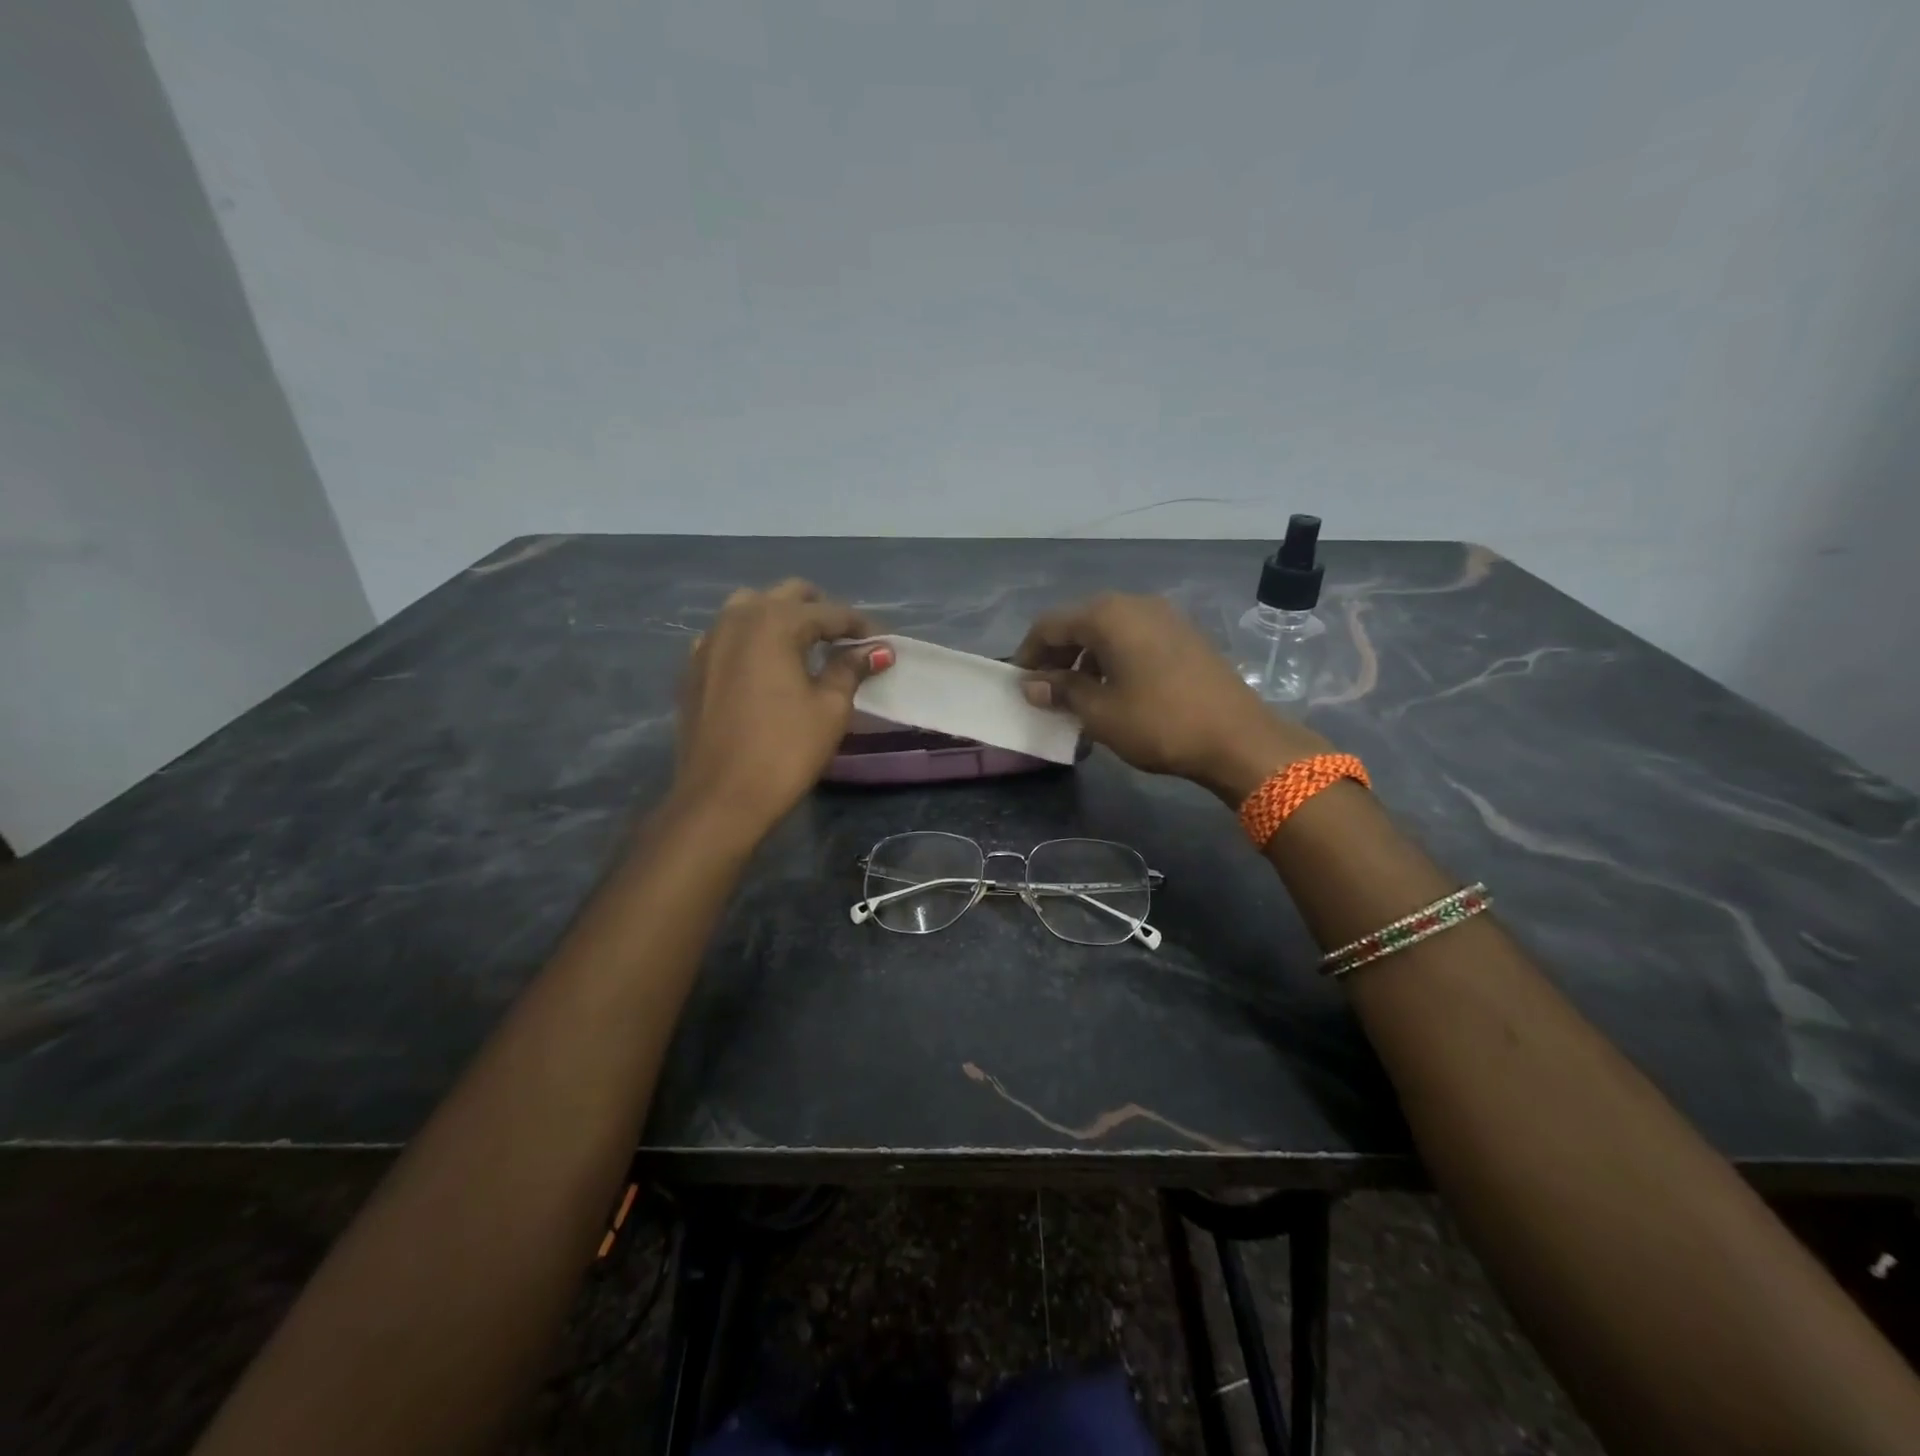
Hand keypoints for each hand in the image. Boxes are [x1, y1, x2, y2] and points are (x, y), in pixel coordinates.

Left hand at [672, 581, 891, 838]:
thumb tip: (877, 649)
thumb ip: (850, 669)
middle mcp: (737, 619)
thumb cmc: (785, 751)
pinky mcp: (692, 668)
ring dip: (782, 619)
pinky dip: (751, 640)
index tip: (881, 643)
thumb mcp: (830, 708)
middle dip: (820, 612)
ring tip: (804, 649)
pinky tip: (764, 668)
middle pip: (787, 596)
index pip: (828, 612)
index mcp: (774, 622)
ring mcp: (708, 641)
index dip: (859, 626)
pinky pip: (727, 636)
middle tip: (844, 642)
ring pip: (750, 608)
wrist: (720, 798)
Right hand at [1014, 593, 1331, 803]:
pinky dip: (1113, 658)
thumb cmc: (1159, 723)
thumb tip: (1032, 684)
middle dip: (1057, 655)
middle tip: (1044, 691)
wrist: (1238, 737)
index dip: (1028, 653)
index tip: (1019, 683)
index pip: (1050, 624)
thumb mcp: (1100, 712)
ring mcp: (1164, 617)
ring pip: (1108, 630)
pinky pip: (1134, 638)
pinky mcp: (1184, 634)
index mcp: (1108, 615)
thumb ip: (1061, 691)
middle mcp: (1135, 604)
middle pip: (1080, 622)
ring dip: (1085, 658)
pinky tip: (1114, 691)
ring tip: (1077, 696)